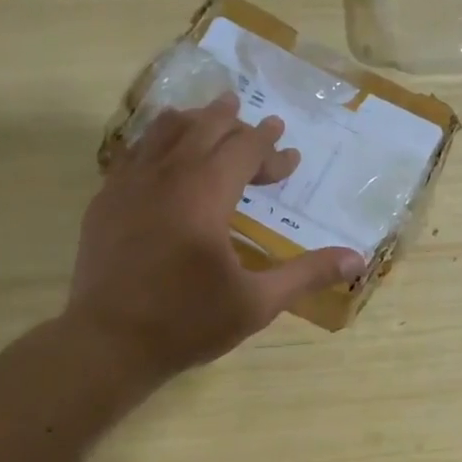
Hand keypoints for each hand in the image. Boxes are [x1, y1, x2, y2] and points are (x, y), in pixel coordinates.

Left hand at [66, 94, 365, 385]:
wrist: (108, 343)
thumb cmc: (187, 322)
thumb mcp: (257, 303)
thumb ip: (306, 274)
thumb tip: (356, 259)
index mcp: (204, 193)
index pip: (242, 149)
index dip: (269, 146)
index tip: (289, 151)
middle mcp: (165, 176)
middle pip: (203, 129)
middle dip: (234, 122)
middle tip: (256, 122)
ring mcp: (127, 185)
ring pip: (163, 133)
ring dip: (193, 122)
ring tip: (208, 117)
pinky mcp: (104, 202)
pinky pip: (133, 154)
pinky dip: (156, 143)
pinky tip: (160, 155)